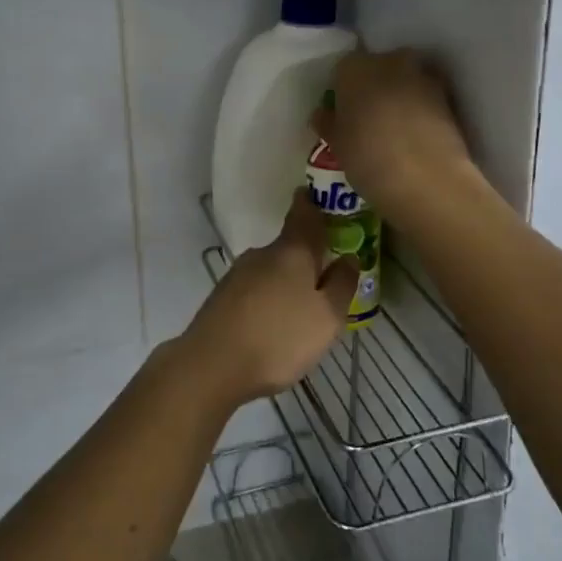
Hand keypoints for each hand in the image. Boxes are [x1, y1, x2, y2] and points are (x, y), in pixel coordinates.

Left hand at [182, 191, 354, 406]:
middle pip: (289, 247)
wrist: (212, 364)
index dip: (312, 203)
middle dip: (306, 258)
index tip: (319, 196)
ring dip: (286, 282)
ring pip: (271, 270)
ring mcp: (238, 274)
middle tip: (326, 277)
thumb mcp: (326, 317)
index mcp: (291, 251)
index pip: (304, 214)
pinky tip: (274, 325)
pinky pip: (255, 290)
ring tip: (302, 311)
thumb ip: (341, 285)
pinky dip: (268, 300)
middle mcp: (262, 254)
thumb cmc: (279, 337)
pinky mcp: (222, 297)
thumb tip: (349, 258)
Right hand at [313, 49, 474, 227]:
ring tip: (394, 130)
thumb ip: (328, 123)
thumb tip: (325, 115)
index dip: (342, 92)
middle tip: (367, 119)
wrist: (428, 179)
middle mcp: (389, 62)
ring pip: (404, 81)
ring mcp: (423, 77)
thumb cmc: (368, 157)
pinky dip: (420, 110)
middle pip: (377, 68)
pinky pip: (426, 98)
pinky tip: (415, 136)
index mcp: (354, 67)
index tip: (342, 114)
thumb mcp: (336, 144)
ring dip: (399, 97)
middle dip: (373, 88)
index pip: (342, 70)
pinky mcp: (449, 97)